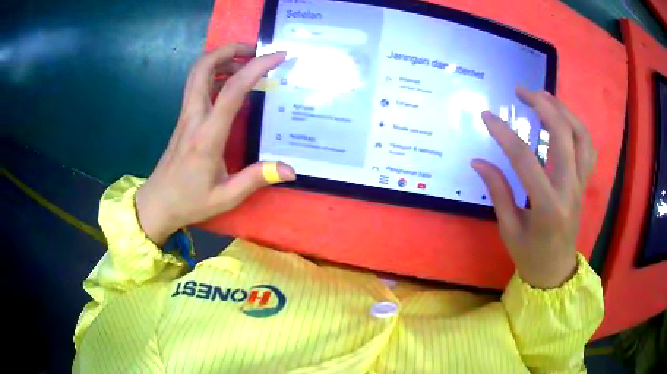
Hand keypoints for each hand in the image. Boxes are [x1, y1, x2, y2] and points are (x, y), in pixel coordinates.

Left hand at [136, 43, 295, 245]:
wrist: (157, 203)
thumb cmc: (190, 201)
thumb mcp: (226, 197)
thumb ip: (256, 179)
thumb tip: (290, 169)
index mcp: (207, 136)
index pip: (231, 90)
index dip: (256, 67)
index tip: (278, 56)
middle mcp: (194, 117)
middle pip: (203, 67)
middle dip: (229, 49)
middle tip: (255, 49)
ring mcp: (186, 116)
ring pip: (197, 73)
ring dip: (220, 58)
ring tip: (246, 62)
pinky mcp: (183, 119)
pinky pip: (197, 85)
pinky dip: (215, 74)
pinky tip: (231, 84)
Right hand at [472, 88, 595, 288]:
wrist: (556, 271)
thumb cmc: (530, 255)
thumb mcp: (509, 229)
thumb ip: (497, 191)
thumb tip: (478, 161)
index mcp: (547, 206)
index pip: (525, 160)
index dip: (504, 134)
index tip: (487, 116)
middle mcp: (569, 189)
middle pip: (562, 135)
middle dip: (542, 106)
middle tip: (521, 91)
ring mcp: (581, 184)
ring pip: (580, 135)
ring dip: (562, 110)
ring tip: (542, 96)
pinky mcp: (584, 182)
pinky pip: (587, 147)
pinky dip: (576, 126)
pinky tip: (562, 118)